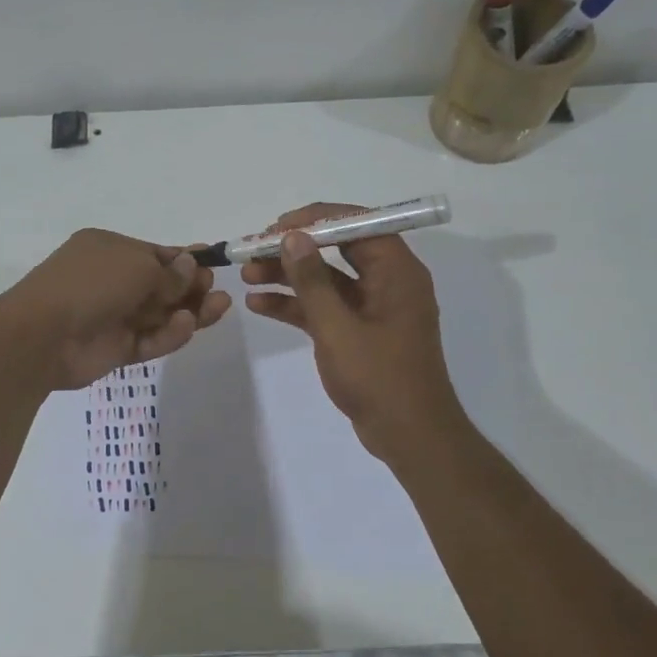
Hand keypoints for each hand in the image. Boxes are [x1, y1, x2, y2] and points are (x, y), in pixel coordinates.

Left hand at [0, 228, 231, 389]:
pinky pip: (150, 339)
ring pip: (160, 314)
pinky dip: (169, 333)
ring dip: (190, 310)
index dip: (184, 261)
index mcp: (108, 249)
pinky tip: (187, 325)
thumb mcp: (136, 266)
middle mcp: (111, 280)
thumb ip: (168, 272)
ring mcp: (113, 316)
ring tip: (219, 306)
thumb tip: (190, 267)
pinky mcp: (116, 348)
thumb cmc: (91, 284)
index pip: (154, 254)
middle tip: (216, 290)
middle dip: (191, 287)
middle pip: (161, 285)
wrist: (43, 335)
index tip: (212, 266)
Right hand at [241, 202, 463, 461]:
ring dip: (288, 276)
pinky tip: (258, 304)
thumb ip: (312, 281)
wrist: (409, 436)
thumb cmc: (379, 378)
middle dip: (293, 248)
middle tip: (253, 250)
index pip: (356, 224)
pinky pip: (324, 307)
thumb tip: (292, 237)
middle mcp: (387, 281)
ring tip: (246, 275)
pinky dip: (295, 305)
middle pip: (336, 249)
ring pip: (326, 279)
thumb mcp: (338, 327)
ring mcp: (372, 307)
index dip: (314, 220)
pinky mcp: (359, 331)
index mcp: (396, 271)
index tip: (275, 228)